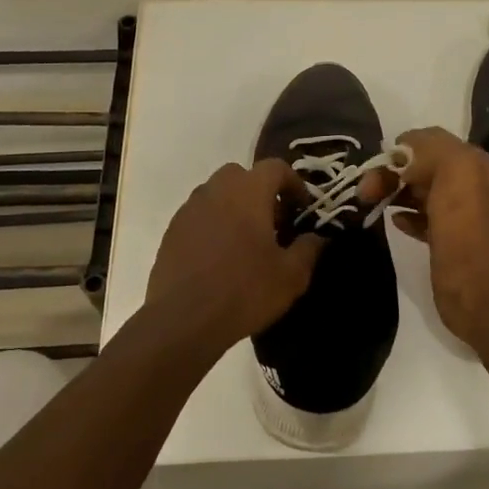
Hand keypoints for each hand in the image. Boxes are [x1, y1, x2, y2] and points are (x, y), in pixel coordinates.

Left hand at [145, 160, 323, 356]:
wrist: (183, 320)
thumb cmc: (244, 291)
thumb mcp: (290, 276)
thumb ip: (308, 249)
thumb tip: (317, 237)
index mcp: (248, 191)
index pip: (276, 167)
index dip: (294, 183)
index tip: (302, 208)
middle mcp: (216, 189)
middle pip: (243, 175)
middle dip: (261, 192)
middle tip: (273, 223)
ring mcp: (190, 208)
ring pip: (218, 193)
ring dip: (235, 206)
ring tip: (246, 241)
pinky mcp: (172, 230)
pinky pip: (199, 214)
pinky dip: (213, 224)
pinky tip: (220, 256)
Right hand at [364, 127, 488, 348]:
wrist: (480, 290)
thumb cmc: (464, 226)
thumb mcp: (454, 170)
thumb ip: (430, 148)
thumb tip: (403, 152)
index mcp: (471, 163)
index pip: (429, 141)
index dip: (401, 148)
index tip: (376, 163)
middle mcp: (466, 183)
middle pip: (420, 166)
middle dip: (391, 171)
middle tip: (365, 190)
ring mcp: (456, 214)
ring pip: (418, 191)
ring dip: (393, 191)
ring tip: (370, 202)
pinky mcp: (445, 240)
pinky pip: (419, 218)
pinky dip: (403, 215)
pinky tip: (393, 221)